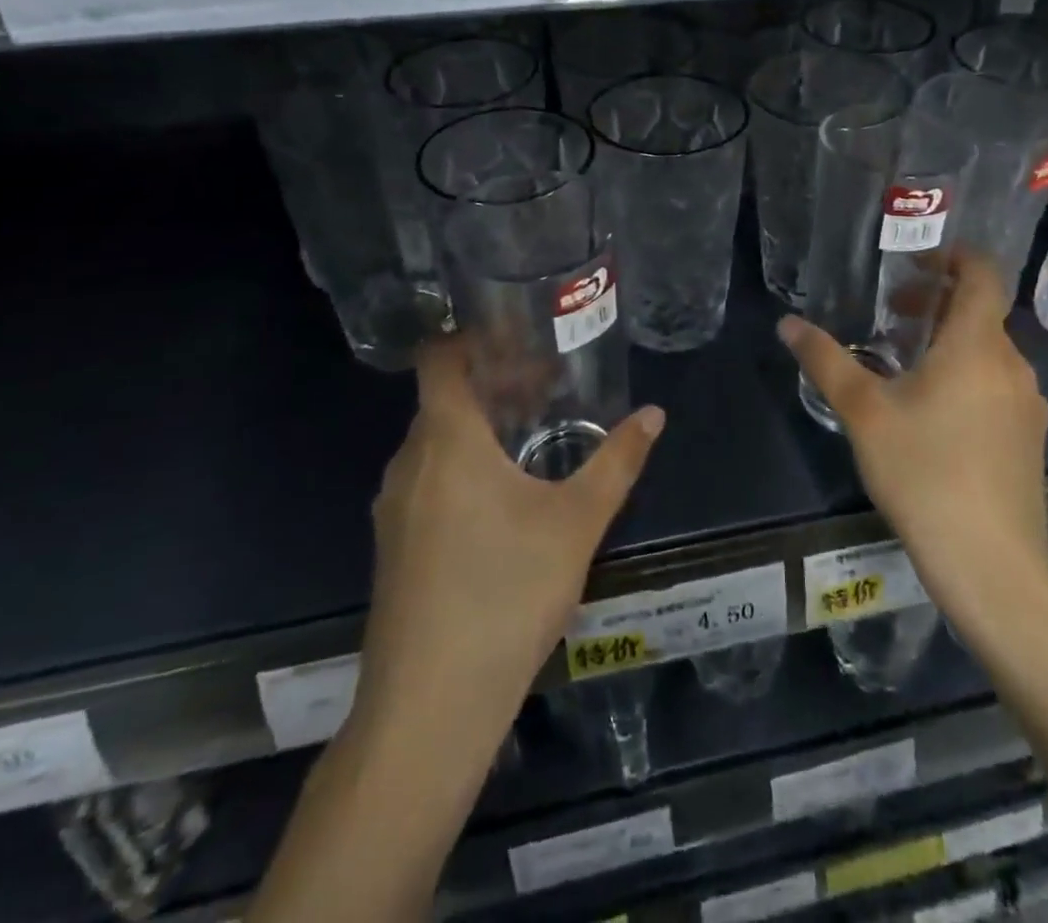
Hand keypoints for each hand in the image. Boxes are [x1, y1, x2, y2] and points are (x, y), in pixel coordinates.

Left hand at [352, 336, 664, 768]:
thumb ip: (617, 462)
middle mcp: (409, 463)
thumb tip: (654, 414)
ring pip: (436, 442)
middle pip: (444, 398)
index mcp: (446, 440)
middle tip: (548, 385)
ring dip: (480, 427)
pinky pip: (427, 479)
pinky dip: (463, 465)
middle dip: (494, 384)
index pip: (439, 358)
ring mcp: (393, 508)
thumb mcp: (576, 523)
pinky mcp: (394, 547)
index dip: (473, 337)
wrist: (429, 710)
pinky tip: (505, 498)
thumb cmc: (505, 595)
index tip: (520, 336)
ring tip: (535, 435)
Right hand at [779, 251, 1047, 626]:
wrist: (991, 563)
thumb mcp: (863, 412)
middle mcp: (1011, 364)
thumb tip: (788, 323)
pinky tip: (933, 411)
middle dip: (937, 302)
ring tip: (905, 363)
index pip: (983, 274)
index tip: (917, 260)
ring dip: (950, 340)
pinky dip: (966, 373)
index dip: (955, 256)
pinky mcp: (1029, 436)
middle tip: (892, 314)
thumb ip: (825, 360)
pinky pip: (997, 383)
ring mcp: (1027, 403)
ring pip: (989, 350)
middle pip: (981, 312)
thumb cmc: (924, 473)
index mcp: (976, 345)